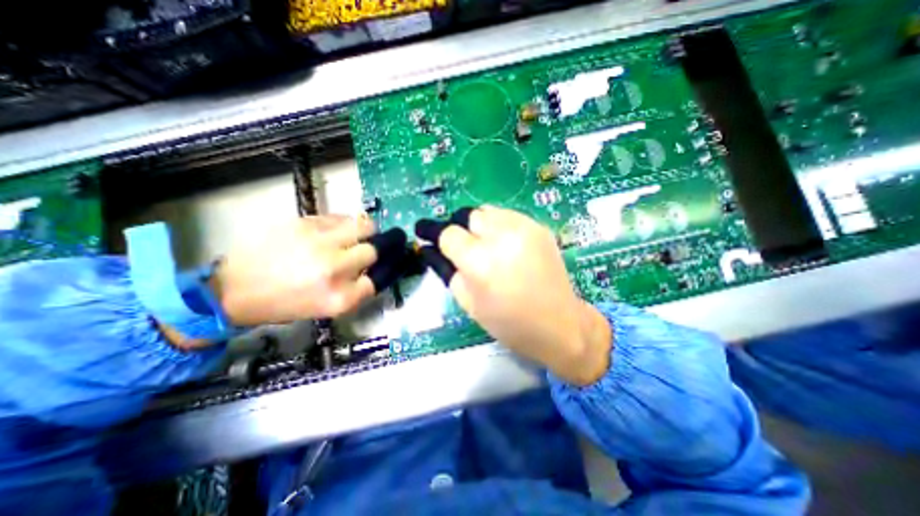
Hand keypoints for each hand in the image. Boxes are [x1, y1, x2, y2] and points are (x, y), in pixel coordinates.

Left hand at [212, 216, 375, 324]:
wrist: (233, 289)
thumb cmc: (283, 304)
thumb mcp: (325, 309)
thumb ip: (353, 292)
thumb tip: (372, 272)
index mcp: (339, 297)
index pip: (375, 281)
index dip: (376, 274)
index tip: (371, 271)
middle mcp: (334, 268)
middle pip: (373, 251)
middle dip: (372, 252)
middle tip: (364, 250)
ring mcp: (320, 243)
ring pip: (363, 227)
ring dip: (366, 231)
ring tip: (358, 233)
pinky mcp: (305, 224)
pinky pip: (340, 217)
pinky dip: (344, 223)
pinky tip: (335, 230)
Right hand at [435, 207, 608, 384]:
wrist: (559, 324)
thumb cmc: (508, 323)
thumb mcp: (468, 302)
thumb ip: (446, 270)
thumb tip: (429, 248)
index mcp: (480, 262)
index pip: (448, 233)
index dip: (434, 233)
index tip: (426, 234)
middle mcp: (502, 237)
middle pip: (468, 215)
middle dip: (459, 228)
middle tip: (462, 247)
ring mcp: (524, 228)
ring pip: (487, 211)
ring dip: (479, 225)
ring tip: (485, 246)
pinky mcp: (539, 227)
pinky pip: (507, 216)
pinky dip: (498, 226)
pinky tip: (505, 246)